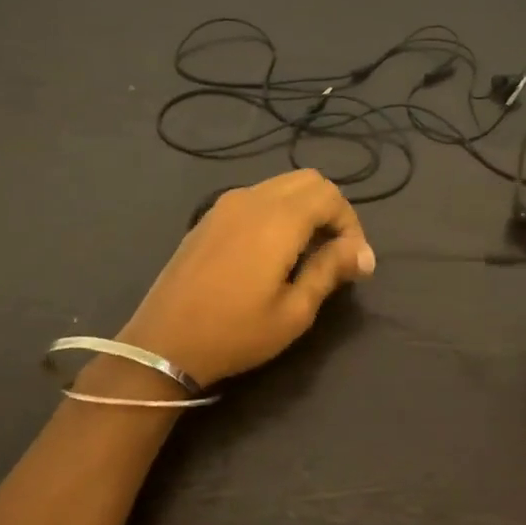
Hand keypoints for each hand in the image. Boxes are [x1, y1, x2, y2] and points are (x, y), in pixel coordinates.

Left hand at [117, 169, 375, 388]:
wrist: (162, 344)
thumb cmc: (235, 333)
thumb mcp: (294, 312)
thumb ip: (329, 271)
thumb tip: (362, 253)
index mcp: (277, 220)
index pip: (330, 195)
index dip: (351, 223)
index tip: (354, 262)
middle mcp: (252, 199)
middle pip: (308, 180)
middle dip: (331, 209)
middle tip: (336, 252)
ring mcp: (225, 205)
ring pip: (281, 185)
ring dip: (304, 208)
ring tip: (308, 252)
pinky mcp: (209, 217)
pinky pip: (256, 197)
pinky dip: (278, 211)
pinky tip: (273, 250)